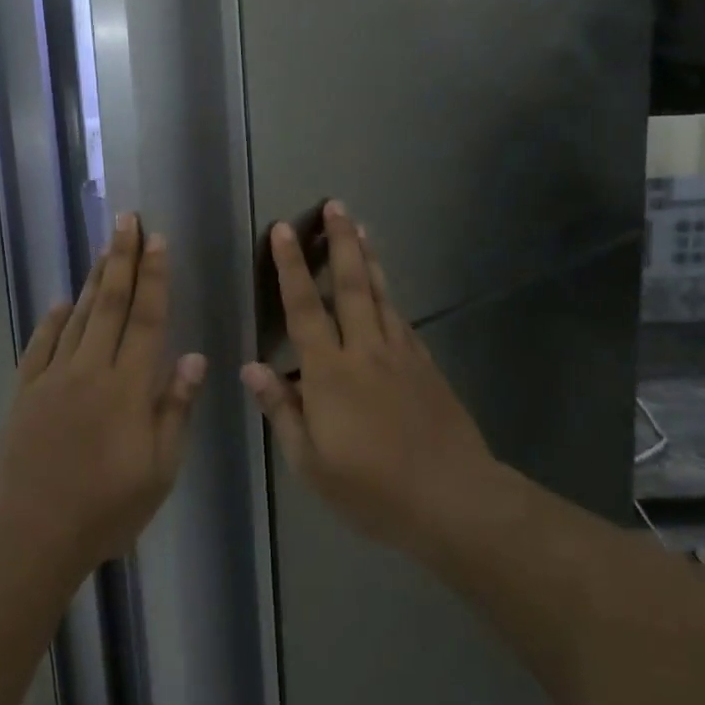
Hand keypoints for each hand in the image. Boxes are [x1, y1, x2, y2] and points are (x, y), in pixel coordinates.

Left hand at [0, 213, 205, 576]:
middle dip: (122, 258)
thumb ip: (174, 409)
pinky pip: (40, 345)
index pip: (148, 318)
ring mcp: (53, 378)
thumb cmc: (105, 509)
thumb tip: (193, 357)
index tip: (158, 240)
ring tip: (105, 247)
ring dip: (94, 279)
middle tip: (127, 220)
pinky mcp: (24, 392)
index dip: (155, 277)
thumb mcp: (160, 470)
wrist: (29, 534)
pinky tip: (61, 303)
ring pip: (78, 317)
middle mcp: (91, 369)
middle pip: (111, 304)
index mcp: (128, 386)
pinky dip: (52, 320)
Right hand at [242, 201, 496, 560]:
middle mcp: (365, 350)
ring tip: (360, 227)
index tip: (284, 229)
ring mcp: (401, 354)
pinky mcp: (425, 365)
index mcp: (329, 373)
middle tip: (336, 206)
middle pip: (350, 285)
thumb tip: (251, 368)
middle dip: (340, 242)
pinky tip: (386, 288)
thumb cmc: (372, 489)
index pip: (303, 309)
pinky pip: (401, 319)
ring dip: (367, 258)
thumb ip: (282, 411)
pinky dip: (389, 295)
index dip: (290, 267)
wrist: (453, 499)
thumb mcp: (311, 463)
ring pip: (380, 294)